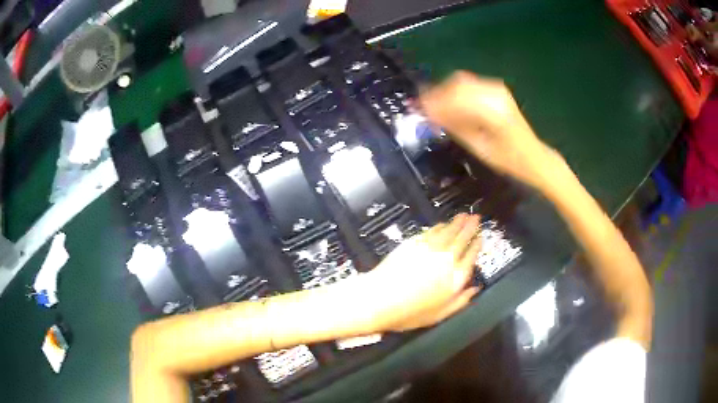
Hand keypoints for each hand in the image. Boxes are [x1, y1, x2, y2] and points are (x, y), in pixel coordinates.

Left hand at [365, 214, 482, 331]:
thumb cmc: (410, 313)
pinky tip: (443, 224)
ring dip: (457, 222)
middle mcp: (447, 260)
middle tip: (476, 218)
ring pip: (448, 232)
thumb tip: (475, 289)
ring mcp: (430, 249)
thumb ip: (460, 301)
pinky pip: (432, 231)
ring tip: (464, 215)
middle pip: (462, 239)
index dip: (476, 245)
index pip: (471, 257)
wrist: (380, 299)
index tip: (481, 237)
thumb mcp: (440, 315)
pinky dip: (440, 226)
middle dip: (470, 227)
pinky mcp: (414, 243)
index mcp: (456, 278)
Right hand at [420, 71, 565, 189]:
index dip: (433, 101)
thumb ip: (454, 125)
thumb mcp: (478, 147)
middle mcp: (495, 93)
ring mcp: (497, 89)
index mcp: (492, 110)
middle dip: (437, 94)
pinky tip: (450, 105)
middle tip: (422, 107)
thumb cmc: (507, 159)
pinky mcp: (497, 89)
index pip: (455, 97)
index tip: (416, 108)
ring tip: (434, 108)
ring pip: (462, 82)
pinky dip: (456, 92)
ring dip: (445, 92)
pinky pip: (470, 85)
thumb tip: (429, 113)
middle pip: (457, 84)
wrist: (532, 155)